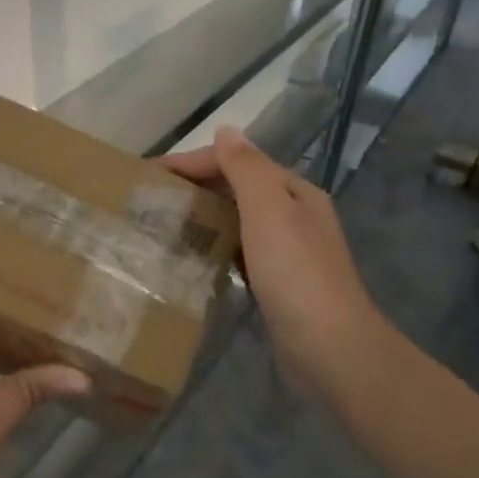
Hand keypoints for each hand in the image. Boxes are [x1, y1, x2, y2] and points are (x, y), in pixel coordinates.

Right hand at [163, 127, 380, 392]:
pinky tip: (193, 257)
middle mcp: (293, 215)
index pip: (237, 161)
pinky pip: (238, 251)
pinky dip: (215, 246)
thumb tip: (226, 130)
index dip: (193, 162)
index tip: (149, 174)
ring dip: (203, 216)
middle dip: (196, 187)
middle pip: (237, 188)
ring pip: (237, 220)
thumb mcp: (268, 209)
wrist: (329, 347)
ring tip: (163, 225)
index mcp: (293, 191)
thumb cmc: (295, 273)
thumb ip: (246, 168)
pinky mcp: (277, 283)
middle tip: (151, 200)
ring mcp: (287, 251)